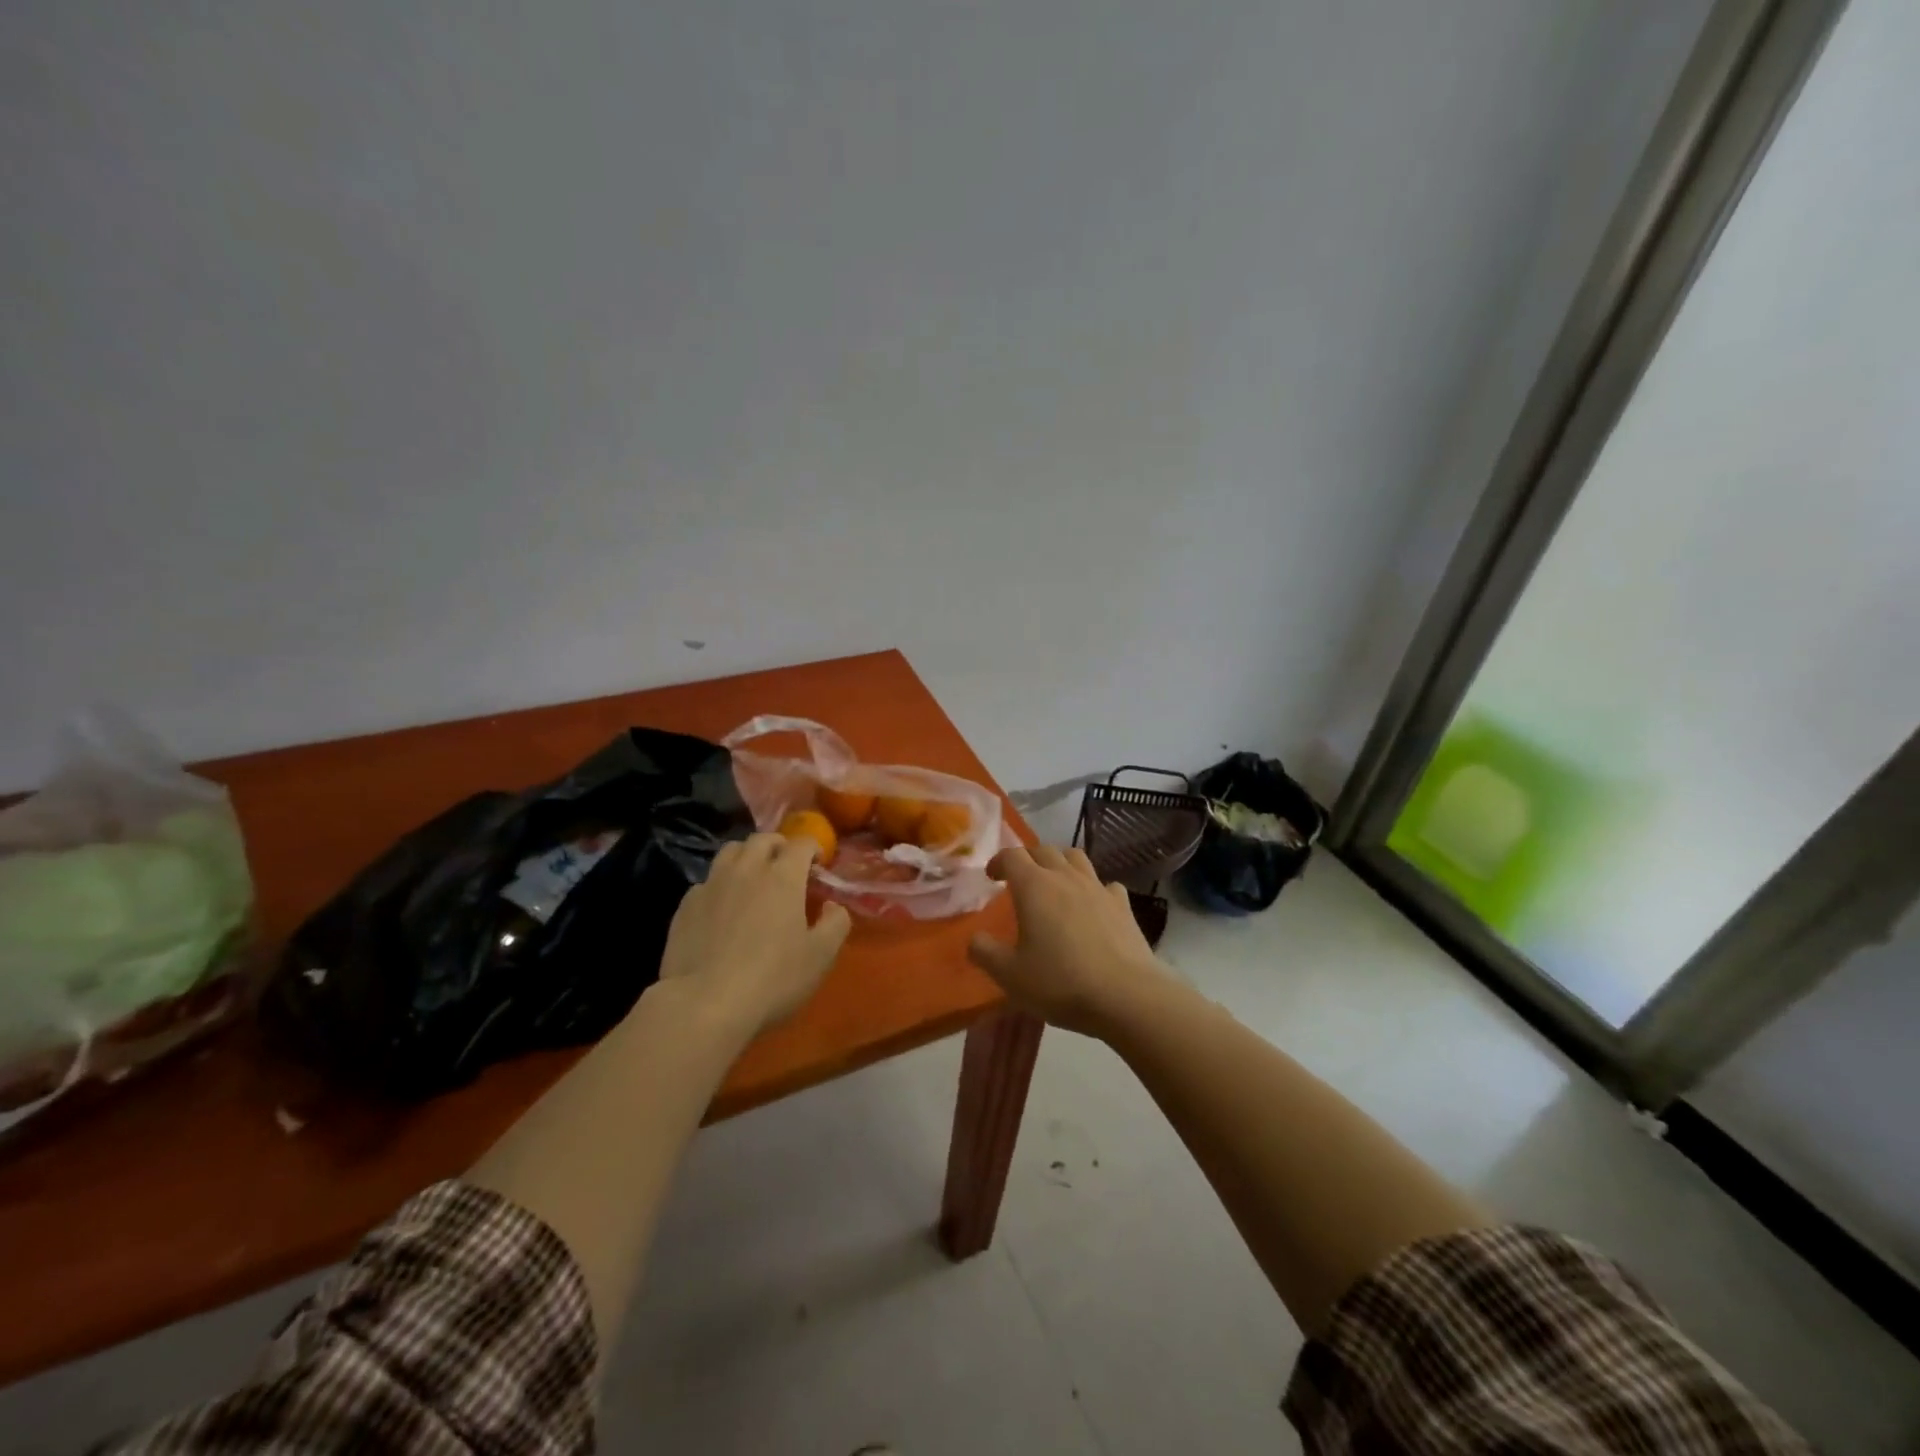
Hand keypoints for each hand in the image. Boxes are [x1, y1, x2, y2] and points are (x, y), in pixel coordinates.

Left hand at [656, 833, 851, 1036]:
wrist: (705, 1003)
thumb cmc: (772, 978)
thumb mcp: (821, 956)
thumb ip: (836, 923)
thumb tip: (833, 906)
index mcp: (783, 876)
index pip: (801, 843)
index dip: (813, 848)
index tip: (818, 864)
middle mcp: (747, 869)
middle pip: (762, 840)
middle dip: (779, 846)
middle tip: (786, 864)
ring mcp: (712, 884)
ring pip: (730, 851)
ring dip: (747, 856)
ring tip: (753, 875)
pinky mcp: (686, 905)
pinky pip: (707, 881)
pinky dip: (720, 884)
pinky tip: (722, 906)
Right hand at [967, 845, 1167, 1035]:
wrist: (1126, 996)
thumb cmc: (1060, 983)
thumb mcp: (1010, 975)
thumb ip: (985, 953)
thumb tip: (974, 940)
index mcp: (1034, 886)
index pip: (1012, 855)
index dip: (999, 861)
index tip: (992, 876)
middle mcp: (1066, 877)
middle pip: (1044, 849)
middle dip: (1028, 858)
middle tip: (1020, 878)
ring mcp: (1098, 888)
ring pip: (1076, 858)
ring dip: (1061, 862)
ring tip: (1055, 882)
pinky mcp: (1123, 905)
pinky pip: (1106, 884)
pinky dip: (1094, 888)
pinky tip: (1093, 906)